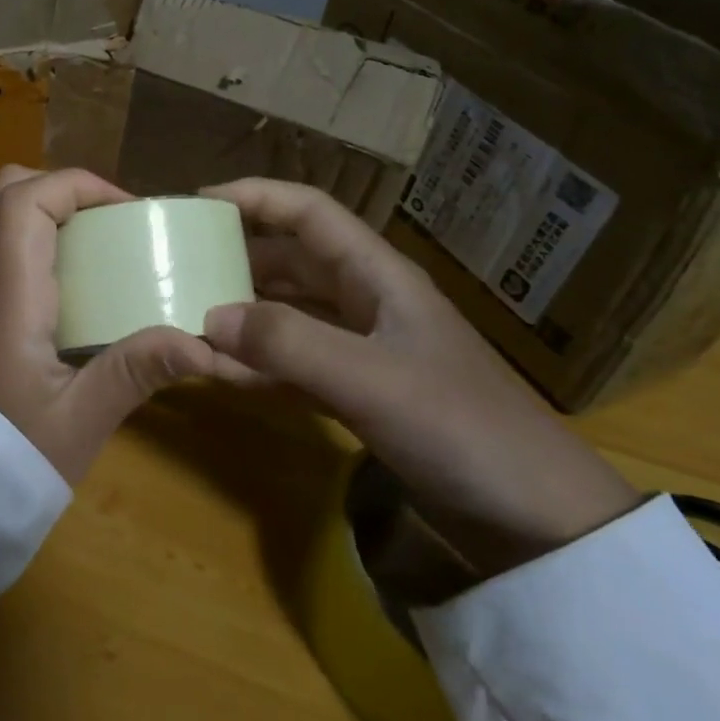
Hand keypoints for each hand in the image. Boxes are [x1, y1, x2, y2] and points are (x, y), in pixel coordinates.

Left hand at [0, 167, 252, 485]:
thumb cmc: (7, 457)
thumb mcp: (80, 421)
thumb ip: (136, 372)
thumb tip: (202, 345)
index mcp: (7, 295)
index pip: (27, 200)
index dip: (78, 186)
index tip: (127, 211)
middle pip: (6, 190)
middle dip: (63, 188)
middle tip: (111, 222)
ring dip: (44, 207)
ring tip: (93, 243)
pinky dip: (28, 233)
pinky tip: (62, 277)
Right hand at [200, 178, 640, 575]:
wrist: (541, 523)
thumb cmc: (463, 429)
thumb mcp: (370, 380)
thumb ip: (287, 344)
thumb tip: (208, 315)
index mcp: (378, 276)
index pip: (309, 212)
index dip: (255, 197)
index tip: (197, 203)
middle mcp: (366, 301)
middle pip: (290, 259)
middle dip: (236, 256)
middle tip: (178, 264)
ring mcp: (363, 349)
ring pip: (288, 312)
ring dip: (242, 314)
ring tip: (187, 316)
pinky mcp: (360, 392)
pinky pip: (295, 363)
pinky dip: (259, 363)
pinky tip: (220, 373)